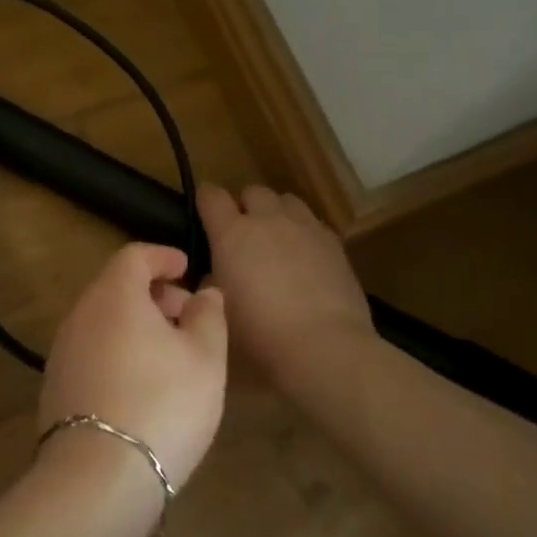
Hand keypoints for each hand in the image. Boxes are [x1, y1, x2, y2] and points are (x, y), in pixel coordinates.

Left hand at [39, 244, 227, 489]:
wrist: (99, 476)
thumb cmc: (163, 403)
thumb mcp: (205, 358)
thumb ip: (208, 317)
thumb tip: (204, 292)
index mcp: (113, 296)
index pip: (134, 256)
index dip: (163, 256)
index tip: (186, 267)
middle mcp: (79, 315)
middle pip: (116, 288)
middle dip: (154, 294)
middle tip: (188, 318)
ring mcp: (62, 352)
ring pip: (103, 321)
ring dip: (136, 325)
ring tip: (170, 355)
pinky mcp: (56, 386)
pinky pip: (92, 351)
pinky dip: (118, 351)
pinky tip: (141, 384)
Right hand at [197, 183, 376, 390]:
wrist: (323, 344)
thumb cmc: (259, 331)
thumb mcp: (220, 305)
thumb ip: (213, 279)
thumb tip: (215, 271)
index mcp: (232, 232)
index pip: (211, 195)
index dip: (205, 201)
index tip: (203, 214)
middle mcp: (268, 219)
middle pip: (253, 191)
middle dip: (245, 206)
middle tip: (242, 234)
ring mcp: (305, 227)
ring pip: (286, 201)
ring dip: (276, 213)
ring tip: (276, 240)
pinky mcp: (333, 242)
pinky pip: (312, 223)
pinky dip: (303, 232)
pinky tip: (304, 258)